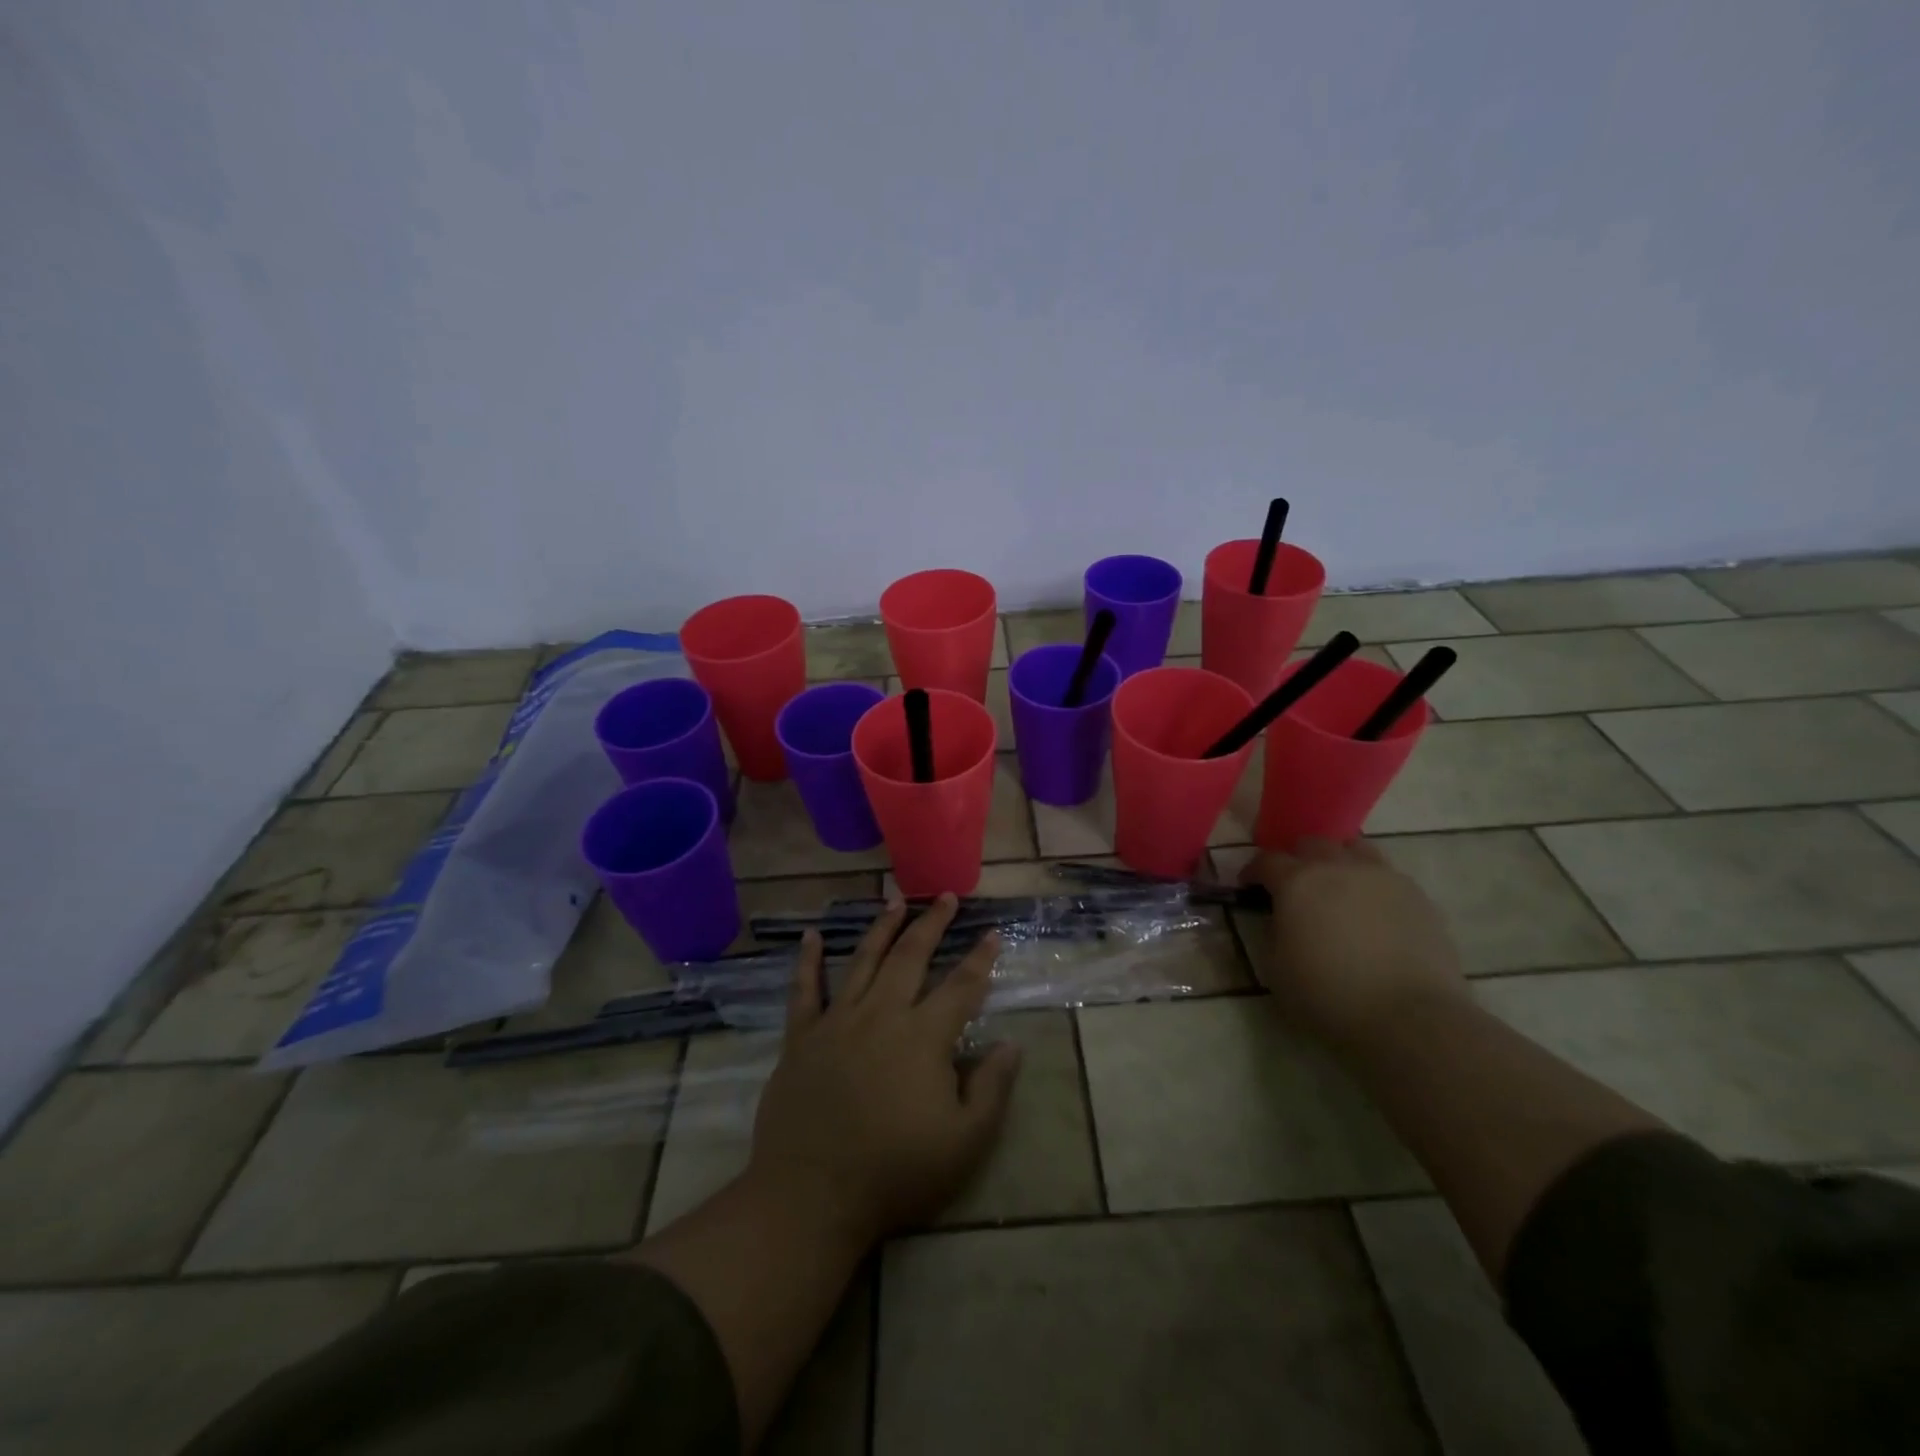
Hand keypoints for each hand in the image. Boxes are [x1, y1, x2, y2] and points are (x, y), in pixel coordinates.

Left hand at [749, 894, 1022, 1244]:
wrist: (812, 1195)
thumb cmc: (896, 1172)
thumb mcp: (964, 1142)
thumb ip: (992, 1088)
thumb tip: (1011, 1043)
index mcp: (924, 1036)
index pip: (961, 986)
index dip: (980, 958)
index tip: (991, 932)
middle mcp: (882, 1014)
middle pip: (911, 957)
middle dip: (932, 923)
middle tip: (945, 896)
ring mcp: (838, 1021)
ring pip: (864, 960)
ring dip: (882, 928)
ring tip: (895, 901)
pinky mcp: (802, 1037)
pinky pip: (805, 990)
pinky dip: (808, 961)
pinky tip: (810, 935)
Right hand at [1240, 838, 1467, 1048]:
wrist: (1410, 1018)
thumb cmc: (1329, 996)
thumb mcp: (1276, 968)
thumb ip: (1273, 931)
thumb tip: (1280, 917)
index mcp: (1297, 882)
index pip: (1267, 860)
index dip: (1254, 870)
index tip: (1249, 885)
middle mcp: (1338, 867)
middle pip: (1312, 844)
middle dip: (1298, 859)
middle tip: (1295, 885)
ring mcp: (1382, 877)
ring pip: (1354, 849)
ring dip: (1339, 862)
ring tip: (1338, 888)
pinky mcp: (1418, 896)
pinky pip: (1387, 876)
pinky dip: (1373, 885)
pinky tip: (1374, 913)